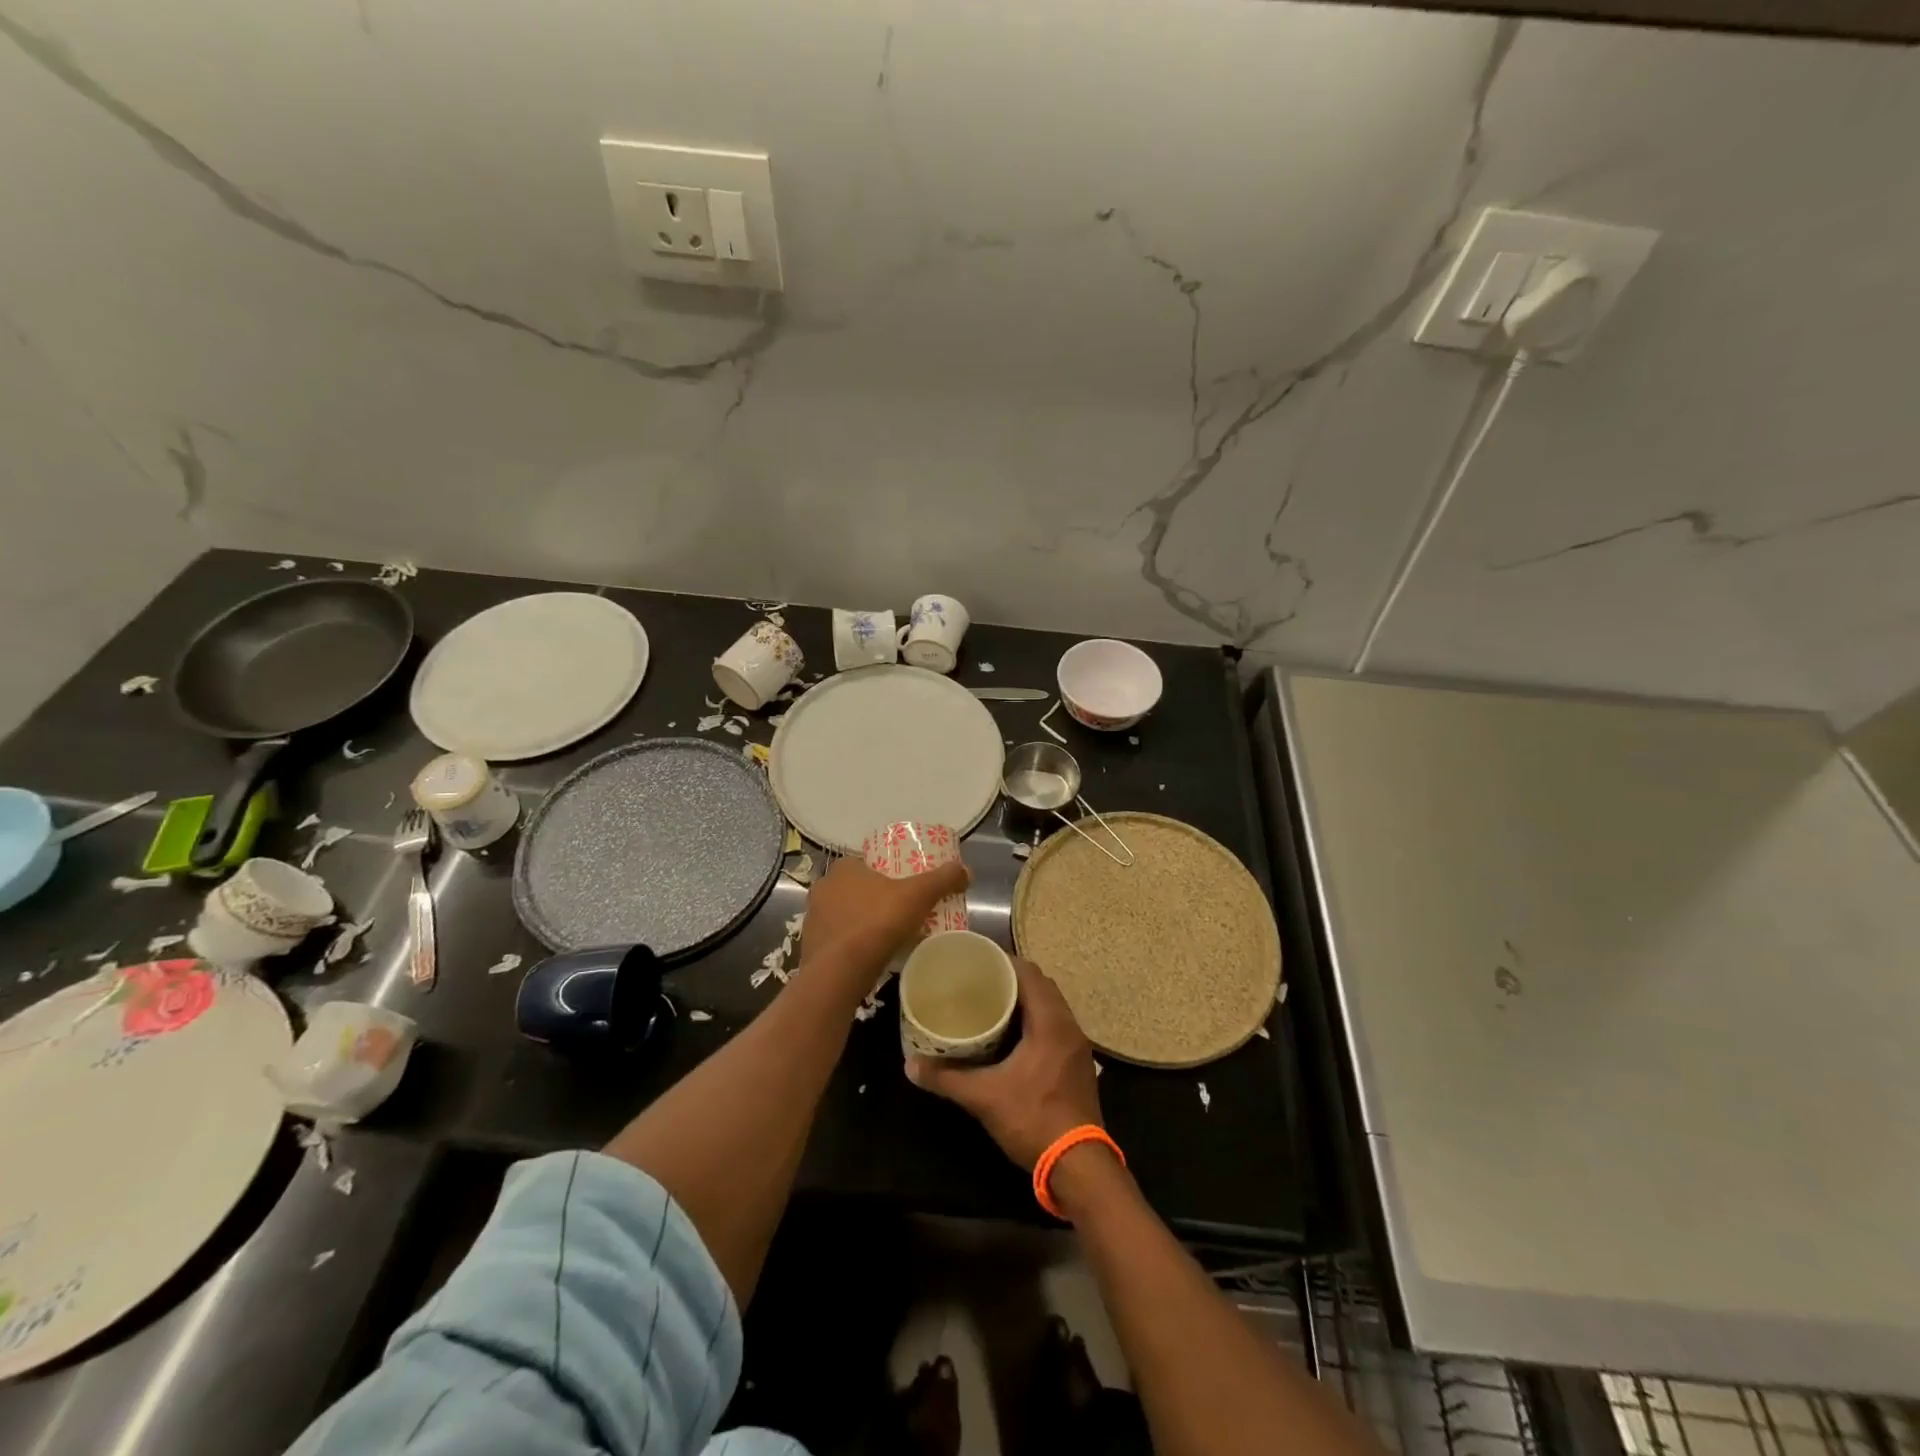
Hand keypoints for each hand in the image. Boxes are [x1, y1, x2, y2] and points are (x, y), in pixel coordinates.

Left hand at [800, 855, 969, 979]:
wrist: (838, 974)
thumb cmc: (877, 923)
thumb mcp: (918, 895)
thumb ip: (942, 879)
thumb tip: (965, 870)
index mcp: (844, 868)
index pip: (867, 862)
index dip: (887, 872)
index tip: (905, 886)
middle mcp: (823, 887)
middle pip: (856, 888)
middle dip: (876, 898)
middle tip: (901, 911)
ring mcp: (812, 919)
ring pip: (844, 914)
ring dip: (862, 921)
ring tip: (888, 935)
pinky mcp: (811, 946)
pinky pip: (837, 939)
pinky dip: (852, 944)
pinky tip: (869, 955)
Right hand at [908, 958, 1102, 1168]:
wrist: (1079, 1165)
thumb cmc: (1033, 1119)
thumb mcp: (984, 1097)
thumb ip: (947, 1078)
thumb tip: (911, 1064)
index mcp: (1051, 1022)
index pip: (1030, 974)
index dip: (1004, 962)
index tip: (978, 961)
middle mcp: (1069, 1026)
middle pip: (1042, 986)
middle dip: (1013, 979)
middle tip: (980, 982)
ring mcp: (1077, 1046)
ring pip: (1051, 1007)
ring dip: (1026, 1001)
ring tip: (993, 1003)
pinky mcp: (1078, 1064)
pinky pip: (1056, 1026)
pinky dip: (1036, 1020)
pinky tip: (1013, 1036)